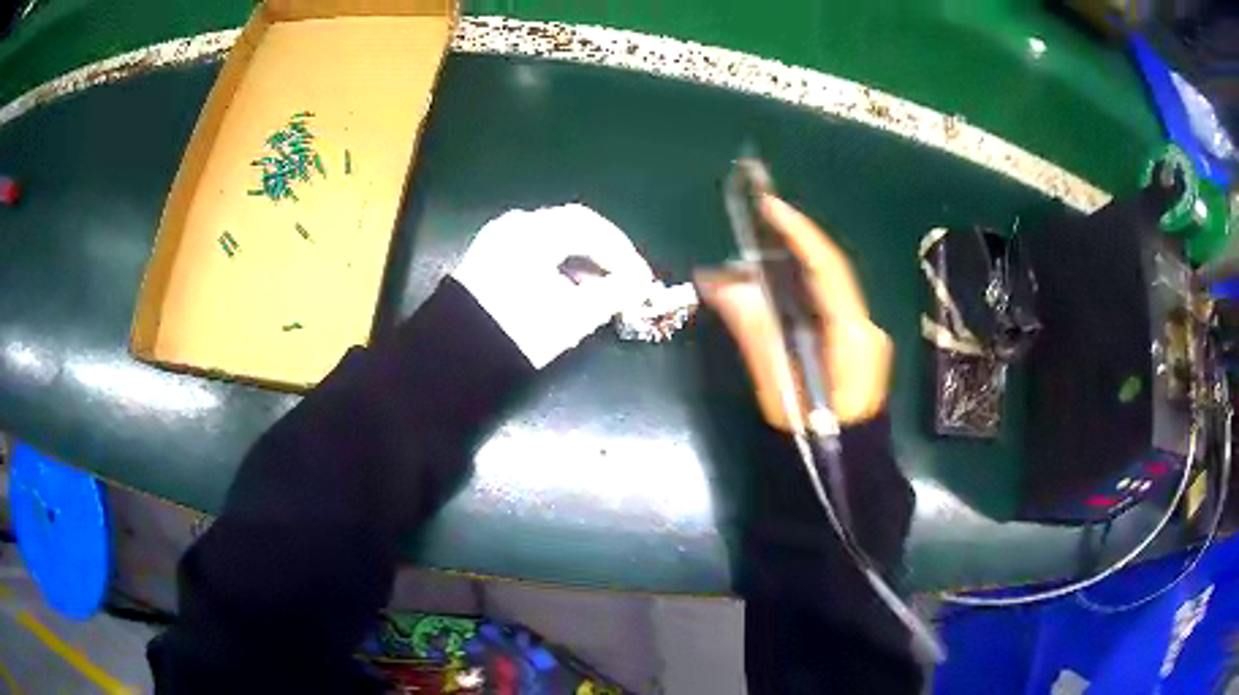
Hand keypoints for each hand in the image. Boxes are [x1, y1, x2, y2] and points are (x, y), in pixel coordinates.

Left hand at [453, 204, 655, 368]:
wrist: (458, 356)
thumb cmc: (520, 329)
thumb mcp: (573, 314)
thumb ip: (613, 294)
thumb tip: (641, 283)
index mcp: (535, 230)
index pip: (591, 228)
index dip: (623, 252)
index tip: (642, 278)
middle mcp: (516, 225)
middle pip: (572, 227)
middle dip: (604, 253)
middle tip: (627, 279)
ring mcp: (499, 239)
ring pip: (554, 238)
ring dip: (582, 260)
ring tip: (602, 289)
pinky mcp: (489, 258)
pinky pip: (535, 250)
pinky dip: (559, 265)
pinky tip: (570, 288)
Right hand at [695, 195, 892, 427]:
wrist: (848, 473)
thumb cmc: (813, 435)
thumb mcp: (779, 386)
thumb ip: (755, 331)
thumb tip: (722, 282)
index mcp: (853, 333)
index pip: (827, 267)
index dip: (798, 231)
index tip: (768, 203)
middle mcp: (866, 327)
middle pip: (827, 275)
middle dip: (788, 250)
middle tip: (747, 236)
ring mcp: (865, 337)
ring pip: (826, 291)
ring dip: (789, 275)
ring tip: (748, 271)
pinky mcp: (858, 347)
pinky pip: (827, 308)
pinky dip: (798, 297)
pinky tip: (772, 299)